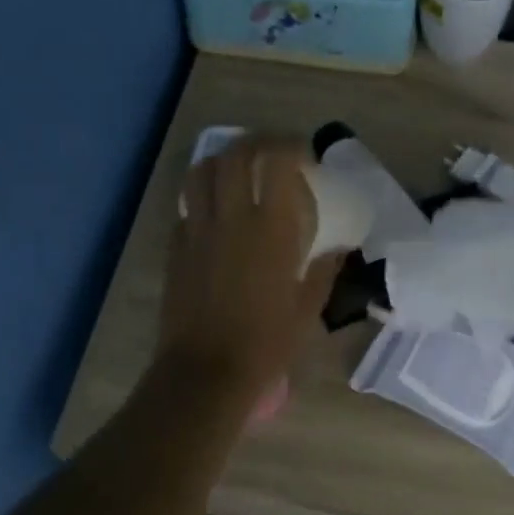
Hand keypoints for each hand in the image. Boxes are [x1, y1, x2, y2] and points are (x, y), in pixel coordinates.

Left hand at [157, 136, 341, 406]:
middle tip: (273, 153)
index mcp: (270, 228)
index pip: (277, 161)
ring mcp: (197, 230)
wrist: (206, 372)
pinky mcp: (175, 247)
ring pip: (201, 170)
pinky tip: (217, 212)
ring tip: (240, 171)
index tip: (305, 156)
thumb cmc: (266, 343)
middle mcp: (230, 218)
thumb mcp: (307, 308)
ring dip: (223, 160)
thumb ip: (324, 270)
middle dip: (257, 142)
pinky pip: (187, 205)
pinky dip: (203, 196)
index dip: (292, 147)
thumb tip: (338, 248)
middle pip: (235, 153)